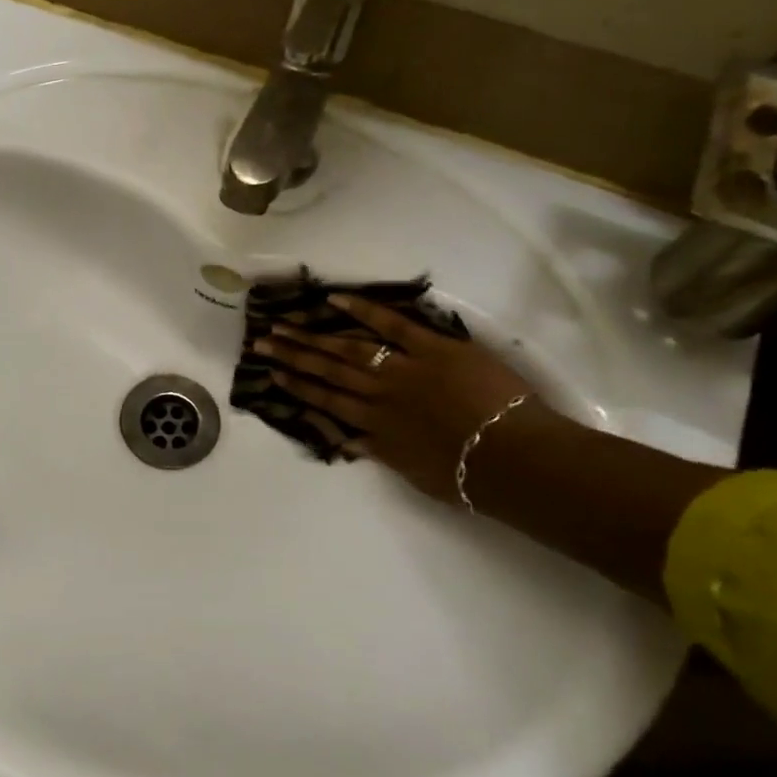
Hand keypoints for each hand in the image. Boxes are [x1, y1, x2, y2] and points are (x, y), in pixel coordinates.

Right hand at [254, 295, 537, 501]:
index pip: (326, 402)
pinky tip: (335, 300)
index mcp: (374, 427)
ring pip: (349, 349)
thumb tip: (351, 440)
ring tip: (285, 324)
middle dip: (293, 356)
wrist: (513, 459)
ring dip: (314, 335)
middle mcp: (378, 395)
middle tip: (263, 341)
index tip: (272, 374)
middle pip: (327, 371)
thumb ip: (382, 452)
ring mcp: (404, 369)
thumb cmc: (467, 476)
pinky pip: (394, 325)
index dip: (297, 387)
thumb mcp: (413, 472)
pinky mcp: (434, 349)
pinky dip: (364, 311)